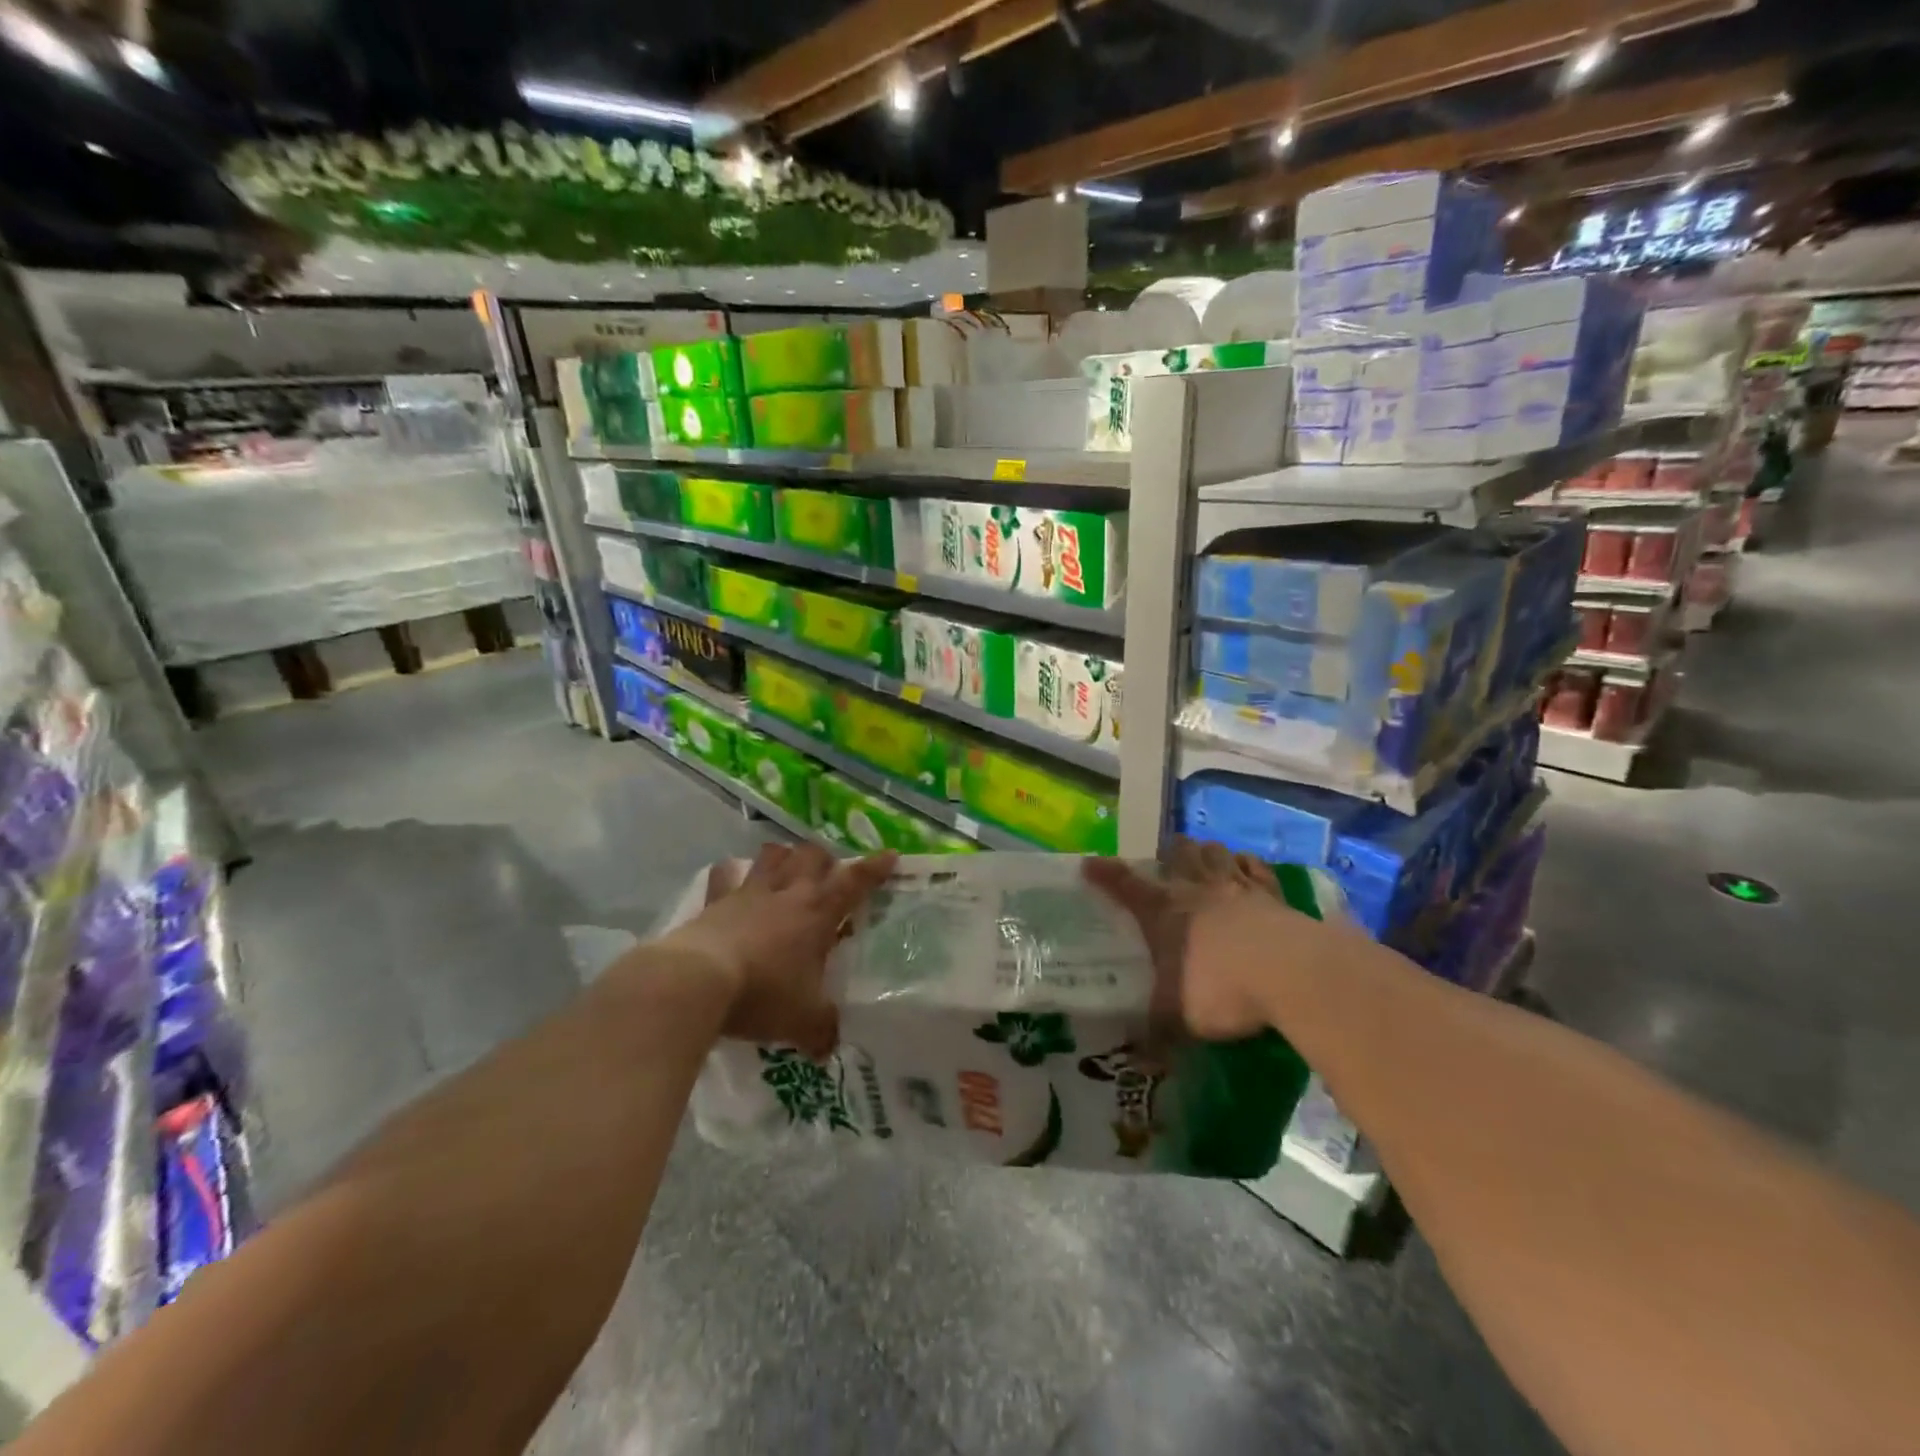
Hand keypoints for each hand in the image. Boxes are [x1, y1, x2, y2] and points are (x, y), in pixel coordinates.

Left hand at [656, 842, 895, 1055]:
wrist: (698, 981)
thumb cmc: (763, 994)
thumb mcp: (803, 1021)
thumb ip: (822, 1031)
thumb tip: (830, 1049)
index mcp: (818, 913)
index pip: (855, 882)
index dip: (875, 868)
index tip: (890, 854)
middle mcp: (788, 893)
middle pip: (812, 855)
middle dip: (825, 859)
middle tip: (829, 874)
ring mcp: (749, 893)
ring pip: (773, 855)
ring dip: (784, 857)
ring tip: (787, 868)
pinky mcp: (715, 901)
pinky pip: (725, 875)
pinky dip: (731, 874)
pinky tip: (732, 878)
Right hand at [1085, 838, 1340, 1041]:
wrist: (1291, 974)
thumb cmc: (1222, 990)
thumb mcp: (1177, 1018)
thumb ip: (1155, 1032)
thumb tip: (1137, 1060)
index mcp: (1164, 912)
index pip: (1125, 885)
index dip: (1105, 873)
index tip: (1090, 864)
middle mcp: (1197, 890)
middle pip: (1178, 854)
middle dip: (1170, 854)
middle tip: (1167, 863)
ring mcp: (1238, 888)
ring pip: (1217, 853)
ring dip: (1207, 854)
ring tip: (1205, 861)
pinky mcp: (1275, 895)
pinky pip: (1257, 869)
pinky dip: (1249, 866)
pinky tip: (1247, 870)